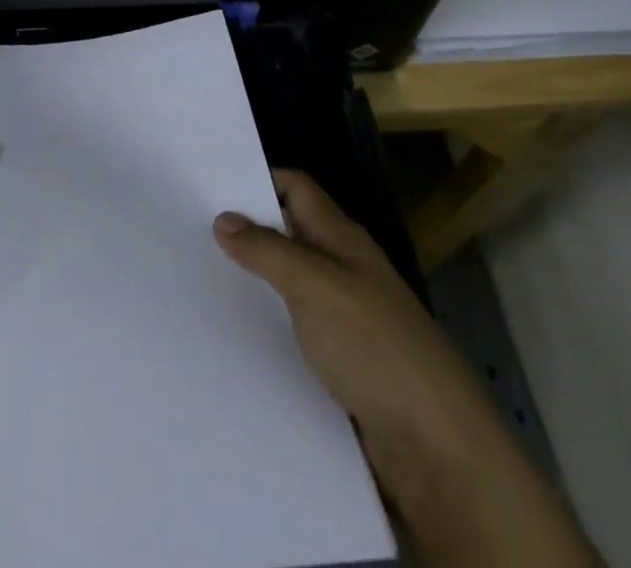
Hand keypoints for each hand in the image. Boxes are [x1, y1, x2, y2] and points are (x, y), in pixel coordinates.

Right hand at [213, 169, 466, 443]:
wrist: (438, 449)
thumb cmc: (376, 348)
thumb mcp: (316, 287)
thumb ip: (268, 251)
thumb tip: (224, 218)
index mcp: (343, 239)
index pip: (296, 188)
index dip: (258, 180)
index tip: (210, 186)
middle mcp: (344, 270)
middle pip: (290, 234)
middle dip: (247, 231)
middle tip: (192, 233)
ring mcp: (347, 318)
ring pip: (291, 284)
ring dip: (254, 282)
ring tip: (201, 282)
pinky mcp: (344, 364)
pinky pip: (297, 331)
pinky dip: (269, 327)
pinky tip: (236, 338)